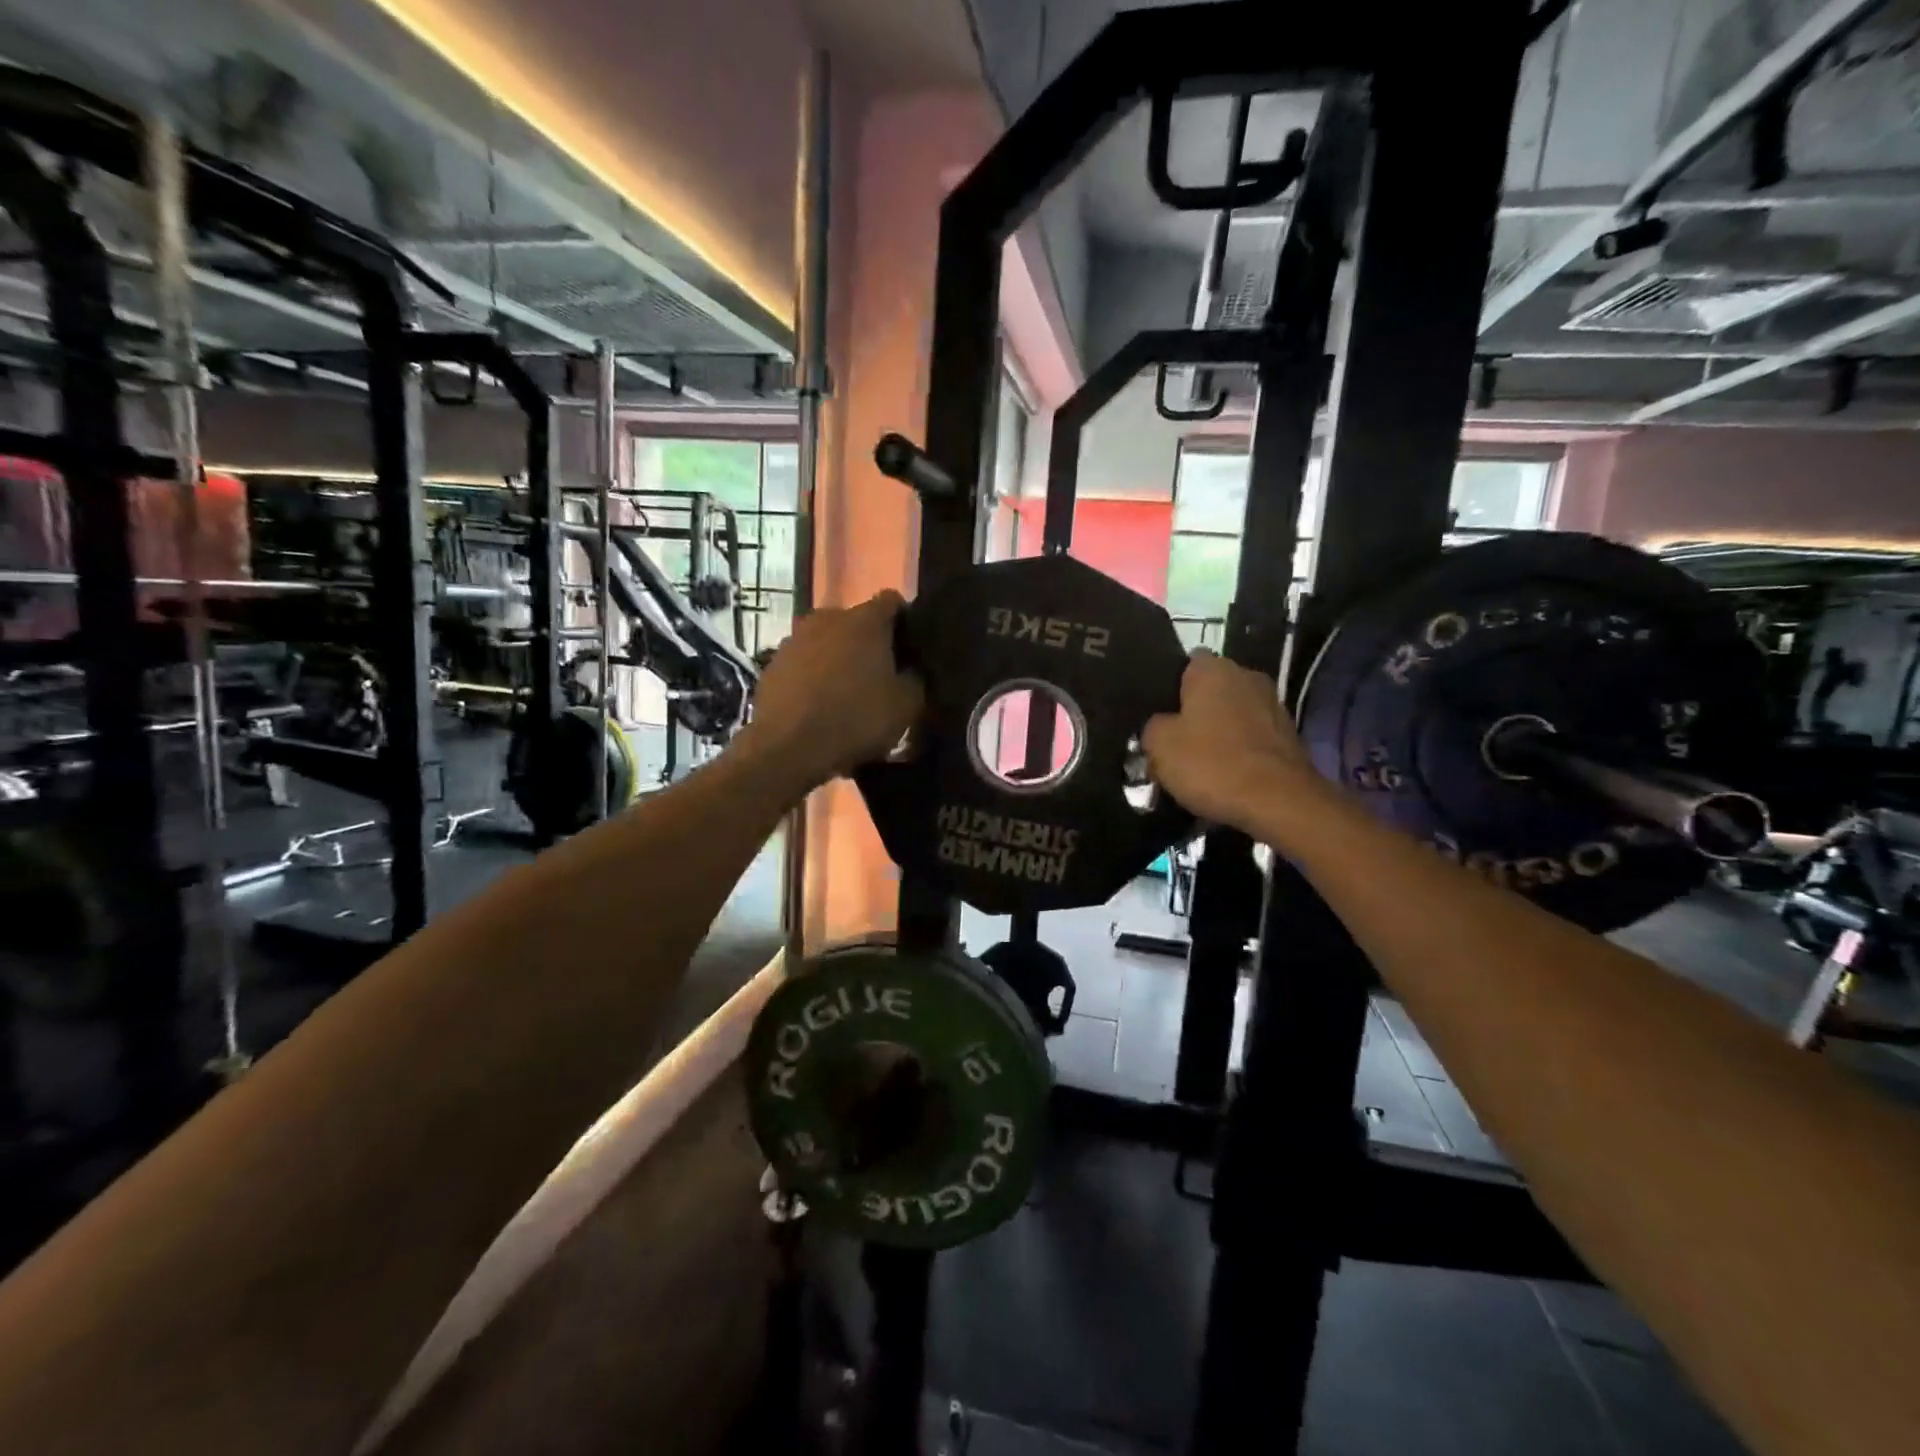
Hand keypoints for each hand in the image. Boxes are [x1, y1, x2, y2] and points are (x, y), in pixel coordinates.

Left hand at [739, 591, 923, 788]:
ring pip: (827, 643)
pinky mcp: (772, 665)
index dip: (905, 622)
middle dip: (870, 643)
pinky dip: (814, 678)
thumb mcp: (907, 705)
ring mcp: (794, 639)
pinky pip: (803, 665)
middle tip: (881, 677)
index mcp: (864, 619)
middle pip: (857, 622)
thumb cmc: (856, 719)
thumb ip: (916, 678)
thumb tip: (911, 669)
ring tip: (847, 694)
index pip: (892, 601)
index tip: (910, 649)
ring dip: (839, 660)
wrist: (788, 748)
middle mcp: (827, 618)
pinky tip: (819, 707)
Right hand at [1141, 651, 1317, 830]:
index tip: (1158, 714)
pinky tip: (1226, 777)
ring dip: (1219, 733)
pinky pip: (1252, 738)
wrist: (1279, 802)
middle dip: (1195, 712)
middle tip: (1174, 742)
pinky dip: (1240, 752)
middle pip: (1212, 690)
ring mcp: (1273, 705)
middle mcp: (1247, 676)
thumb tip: (1160, 726)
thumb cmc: (1212, 764)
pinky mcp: (1289, 736)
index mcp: (1213, 670)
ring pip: (1233, 714)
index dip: (1170, 687)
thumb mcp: (1159, 746)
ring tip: (1200, 764)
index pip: (1186, 663)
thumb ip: (1152, 727)